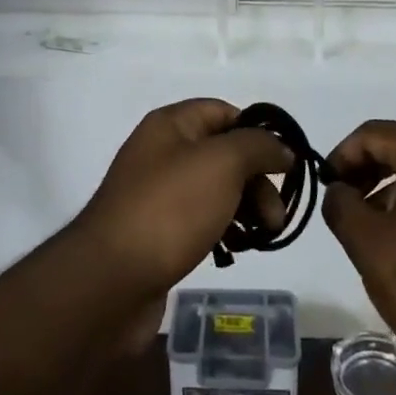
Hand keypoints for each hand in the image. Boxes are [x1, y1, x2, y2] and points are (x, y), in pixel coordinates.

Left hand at [75, 99, 294, 308]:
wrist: (110, 282)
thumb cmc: (170, 209)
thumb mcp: (223, 163)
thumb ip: (258, 147)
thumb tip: (282, 148)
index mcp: (171, 125)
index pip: (224, 112)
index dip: (257, 132)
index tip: (285, 164)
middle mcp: (162, 152)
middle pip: (224, 154)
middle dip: (257, 180)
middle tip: (276, 216)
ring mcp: (157, 195)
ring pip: (216, 190)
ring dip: (246, 208)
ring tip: (263, 236)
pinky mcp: (157, 233)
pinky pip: (201, 220)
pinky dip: (225, 230)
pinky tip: (236, 249)